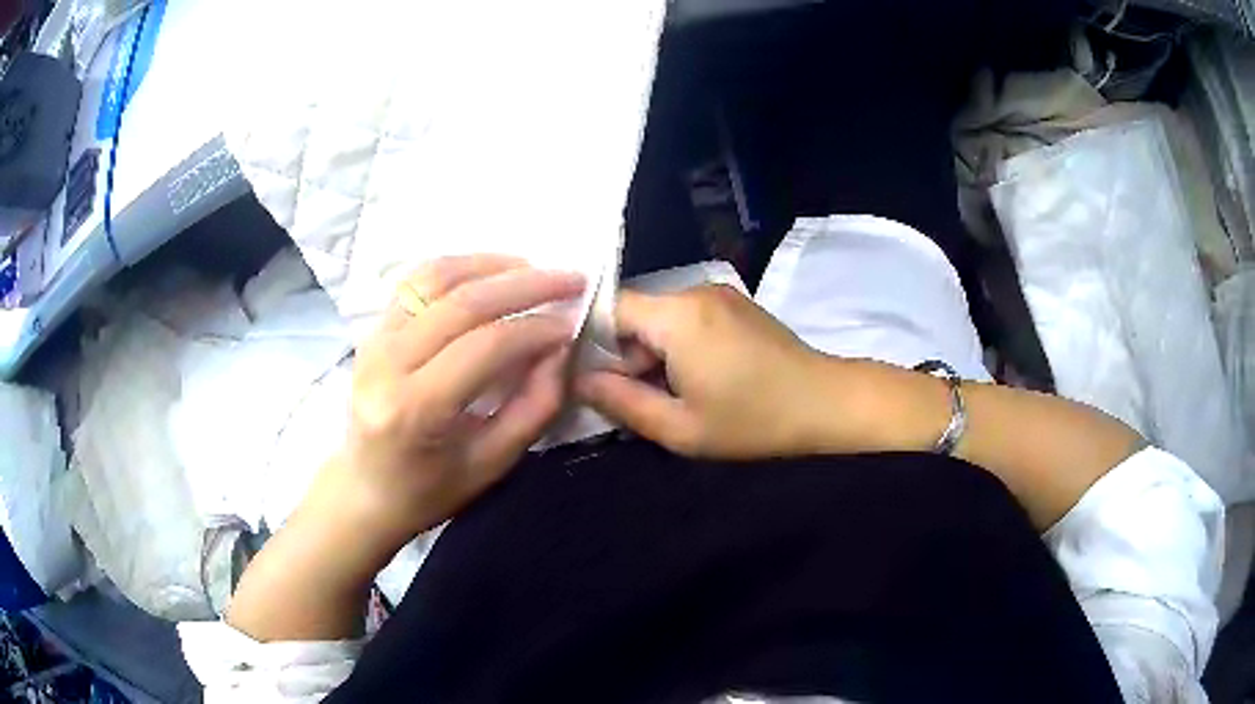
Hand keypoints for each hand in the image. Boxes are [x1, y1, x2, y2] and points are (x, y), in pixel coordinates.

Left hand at [312, 255, 584, 554]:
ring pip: (436, 279)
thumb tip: (559, 348)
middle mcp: (387, 363)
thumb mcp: (493, 464)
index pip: (485, 346)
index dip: (535, 329)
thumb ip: (533, 406)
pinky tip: (489, 271)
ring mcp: (374, 339)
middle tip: (570, 278)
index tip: (571, 324)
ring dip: (491, 265)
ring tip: (533, 268)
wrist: (365, 489)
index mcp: (415, 409)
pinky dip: (458, 267)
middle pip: (462, 303)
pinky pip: (416, 281)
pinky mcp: (372, 329)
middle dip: (524, 284)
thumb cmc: (430, 490)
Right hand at [577, 285, 840, 459]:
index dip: (590, 341)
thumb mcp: (681, 428)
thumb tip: (580, 381)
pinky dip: (676, 345)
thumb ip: (622, 403)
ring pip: (660, 318)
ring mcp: (718, 293)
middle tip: (630, 400)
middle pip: (636, 314)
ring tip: (667, 396)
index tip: (586, 379)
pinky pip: (686, 318)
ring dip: (652, 353)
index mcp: (677, 315)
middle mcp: (694, 290)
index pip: (609, 308)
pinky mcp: (735, 303)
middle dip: (624, 354)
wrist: (826, 403)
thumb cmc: (753, 421)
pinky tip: (693, 379)